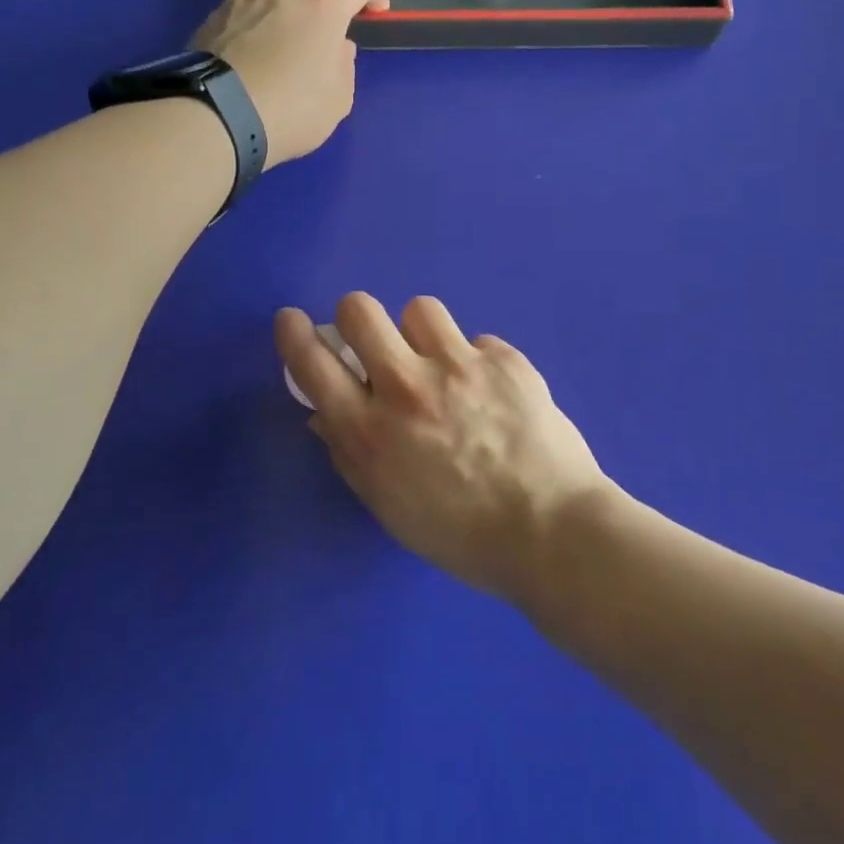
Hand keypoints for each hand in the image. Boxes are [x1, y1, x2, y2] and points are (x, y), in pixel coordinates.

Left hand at [189, 0, 388, 167]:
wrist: (217, 119)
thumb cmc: (291, 111)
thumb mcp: (337, 101)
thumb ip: (343, 66)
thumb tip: (337, 47)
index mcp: (323, 8)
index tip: (376, 10)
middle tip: (327, 20)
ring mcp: (243, 2)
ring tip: (279, 28)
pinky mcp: (212, 19)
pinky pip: (236, 5)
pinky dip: (249, 18)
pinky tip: (246, 46)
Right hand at [275, 294, 610, 606]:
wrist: (551, 531)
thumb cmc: (461, 534)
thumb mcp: (389, 505)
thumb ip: (350, 453)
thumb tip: (324, 413)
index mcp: (372, 432)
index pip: (314, 365)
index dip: (294, 335)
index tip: (292, 320)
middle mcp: (409, 388)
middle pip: (362, 310)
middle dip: (357, 316)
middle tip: (375, 340)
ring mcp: (460, 366)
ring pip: (420, 309)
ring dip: (421, 334)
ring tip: (442, 364)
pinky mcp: (503, 359)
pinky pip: (475, 340)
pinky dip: (475, 361)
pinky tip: (492, 394)